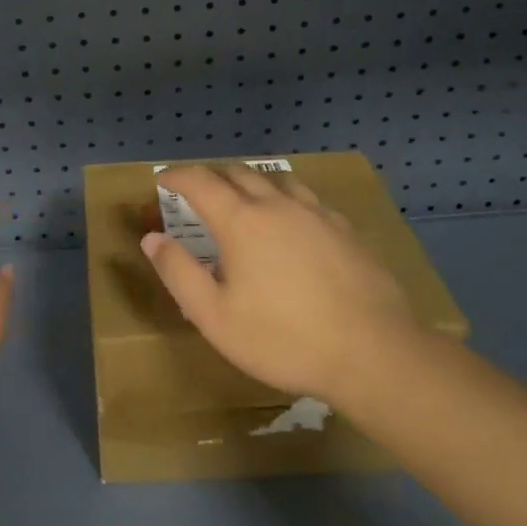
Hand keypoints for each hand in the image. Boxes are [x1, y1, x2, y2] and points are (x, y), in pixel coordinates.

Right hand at [140, 165, 422, 403]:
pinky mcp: (346, 230)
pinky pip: (307, 198)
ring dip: (250, 181)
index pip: (200, 181)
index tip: (162, 179)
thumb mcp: (215, 316)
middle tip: (197, 190)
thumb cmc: (284, 338)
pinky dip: (285, 198)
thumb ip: (179, 272)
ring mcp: (316, 214)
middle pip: (237, 172)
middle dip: (211, 175)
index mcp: (240, 220)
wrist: (374, 353)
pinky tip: (292, 220)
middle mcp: (276, 205)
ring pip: (276, 179)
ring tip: (242, 196)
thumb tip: (152, 238)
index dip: (176, 176)